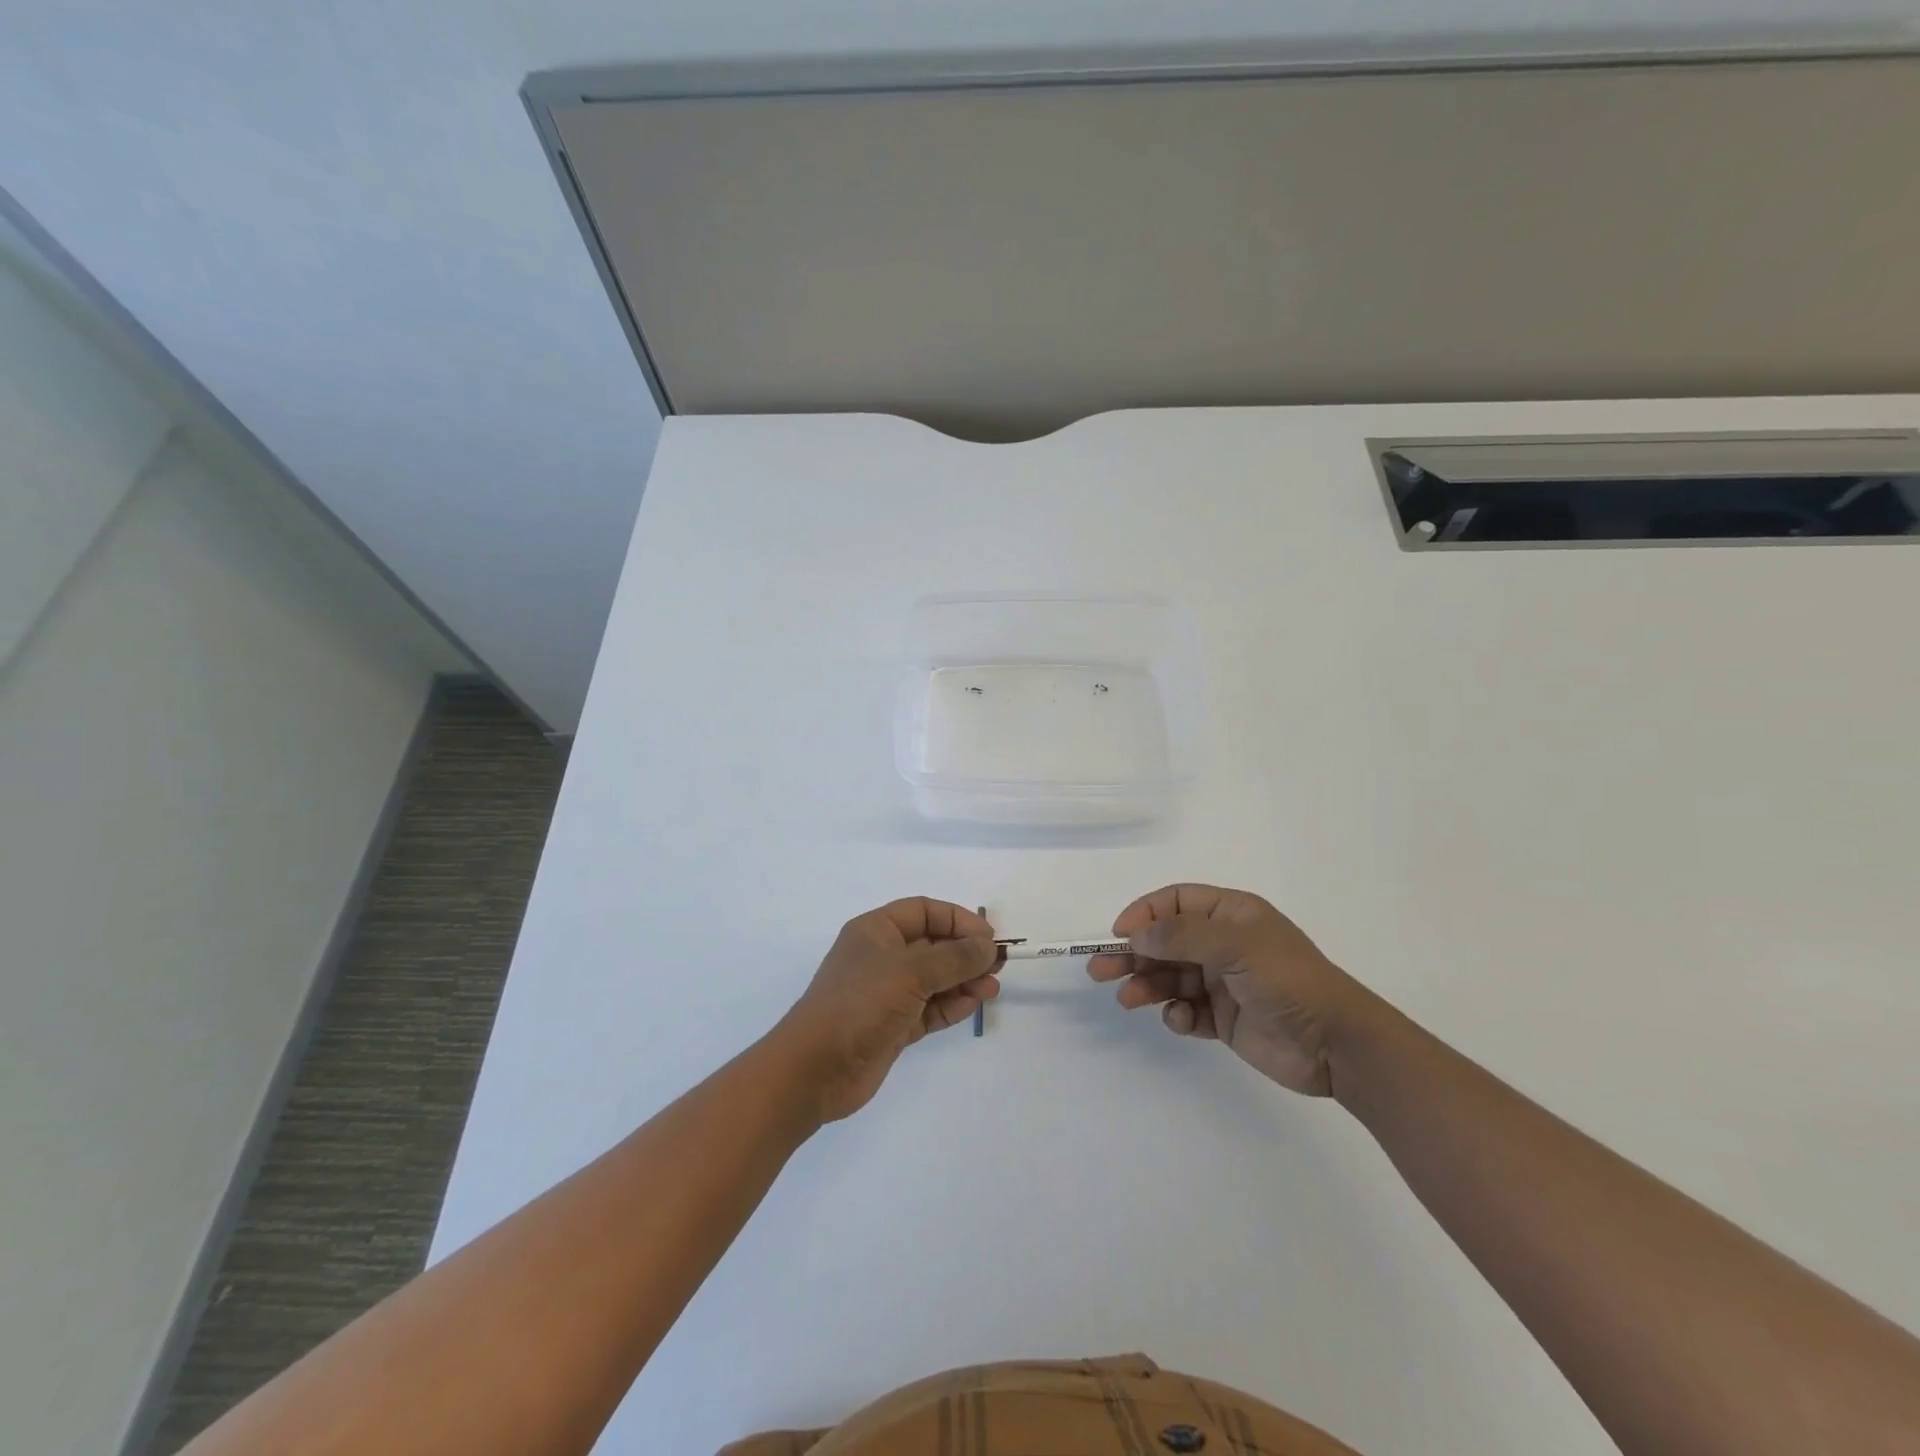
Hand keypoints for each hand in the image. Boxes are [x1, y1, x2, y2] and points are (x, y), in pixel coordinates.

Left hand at [774, 898, 999, 1121]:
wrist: (815, 1068)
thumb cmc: (860, 1004)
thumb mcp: (910, 972)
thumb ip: (954, 958)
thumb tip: (987, 947)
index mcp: (876, 931)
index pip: (924, 911)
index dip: (957, 919)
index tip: (987, 936)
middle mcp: (882, 957)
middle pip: (932, 945)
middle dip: (965, 952)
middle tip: (998, 964)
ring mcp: (887, 994)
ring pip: (934, 979)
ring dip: (964, 981)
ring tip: (992, 988)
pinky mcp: (892, 1026)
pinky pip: (929, 1009)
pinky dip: (951, 1006)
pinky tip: (973, 1005)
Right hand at [1089, 883, 1380, 1096]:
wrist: (1336, 1044)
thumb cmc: (1287, 979)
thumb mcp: (1234, 946)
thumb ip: (1181, 936)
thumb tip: (1135, 935)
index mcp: (1230, 915)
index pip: (1176, 902)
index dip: (1145, 913)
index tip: (1120, 933)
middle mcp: (1223, 944)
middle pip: (1165, 942)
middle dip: (1133, 954)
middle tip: (1099, 969)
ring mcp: (1223, 982)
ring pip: (1170, 977)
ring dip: (1147, 986)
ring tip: (1127, 1000)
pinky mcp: (1224, 1018)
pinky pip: (1187, 1010)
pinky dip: (1177, 1015)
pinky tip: (1182, 1021)